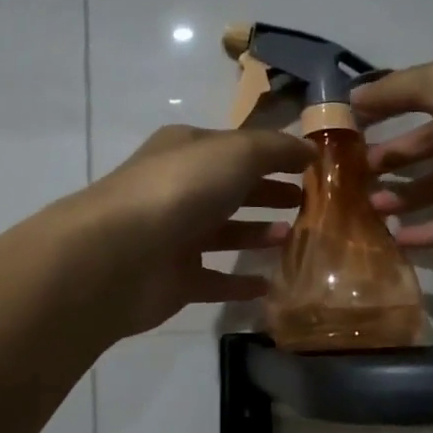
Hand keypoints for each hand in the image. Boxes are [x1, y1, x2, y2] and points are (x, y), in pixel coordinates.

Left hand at [71, 125, 313, 335]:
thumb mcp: (236, 153)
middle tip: (306, 202)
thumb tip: (309, 149)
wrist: (120, 255)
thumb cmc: (181, 190)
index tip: (312, 166)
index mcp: (187, 150)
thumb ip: (276, 149)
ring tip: (292, 238)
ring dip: (257, 234)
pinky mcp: (174, 280)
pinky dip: (239, 283)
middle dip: (267, 192)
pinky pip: (214, 280)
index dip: (274, 154)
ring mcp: (174, 236)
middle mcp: (179, 189)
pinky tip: (269, 285)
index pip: (237, 147)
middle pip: (231, 189)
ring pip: (223, 233)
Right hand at [354, 51, 432, 246]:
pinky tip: (398, 240)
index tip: (347, 130)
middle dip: (391, 158)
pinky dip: (432, 232)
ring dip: (406, 196)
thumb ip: (395, 91)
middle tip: (353, 177)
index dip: (384, 112)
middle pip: (428, 144)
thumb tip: (352, 98)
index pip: (420, 98)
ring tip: (369, 208)